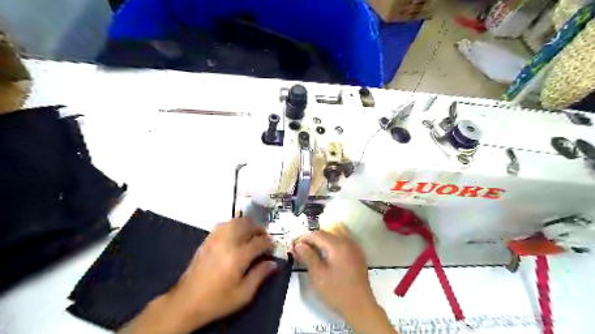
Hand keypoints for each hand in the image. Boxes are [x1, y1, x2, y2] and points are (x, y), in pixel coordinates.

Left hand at [121, 217, 279, 333]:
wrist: (187, 302)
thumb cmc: (217, 300)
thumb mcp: (243, 294)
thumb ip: (260, 275)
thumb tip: (273, 263)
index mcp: (238, 257)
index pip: (259, 242)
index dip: (269, 243)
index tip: (272, 248)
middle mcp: (227, 243)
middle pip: (247, 225)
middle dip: (259, 229)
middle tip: (263, 238)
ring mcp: (215, 239)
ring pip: (235, 221)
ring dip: (246, 225)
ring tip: (251, 234)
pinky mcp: (207, 240)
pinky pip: (222, 225)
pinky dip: (233, 225)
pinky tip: (235, 234)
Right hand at [293, 226, 393, 333]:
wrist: (360, 307)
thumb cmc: (337, 292)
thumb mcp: (318, 275)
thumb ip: (308, 256)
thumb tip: (298, 244)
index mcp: (337, 245)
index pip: (317, 234)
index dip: (304, 239)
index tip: (295, 247)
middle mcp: (347, 241)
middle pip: (327, 231)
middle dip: (314, 238)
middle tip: (303, 249)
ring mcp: (355, 247)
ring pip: (337, 232)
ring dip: (325, 238)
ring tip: (316, 250)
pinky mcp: (358, 254)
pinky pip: (344, 239)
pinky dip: (334, 241)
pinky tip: (329, 254)